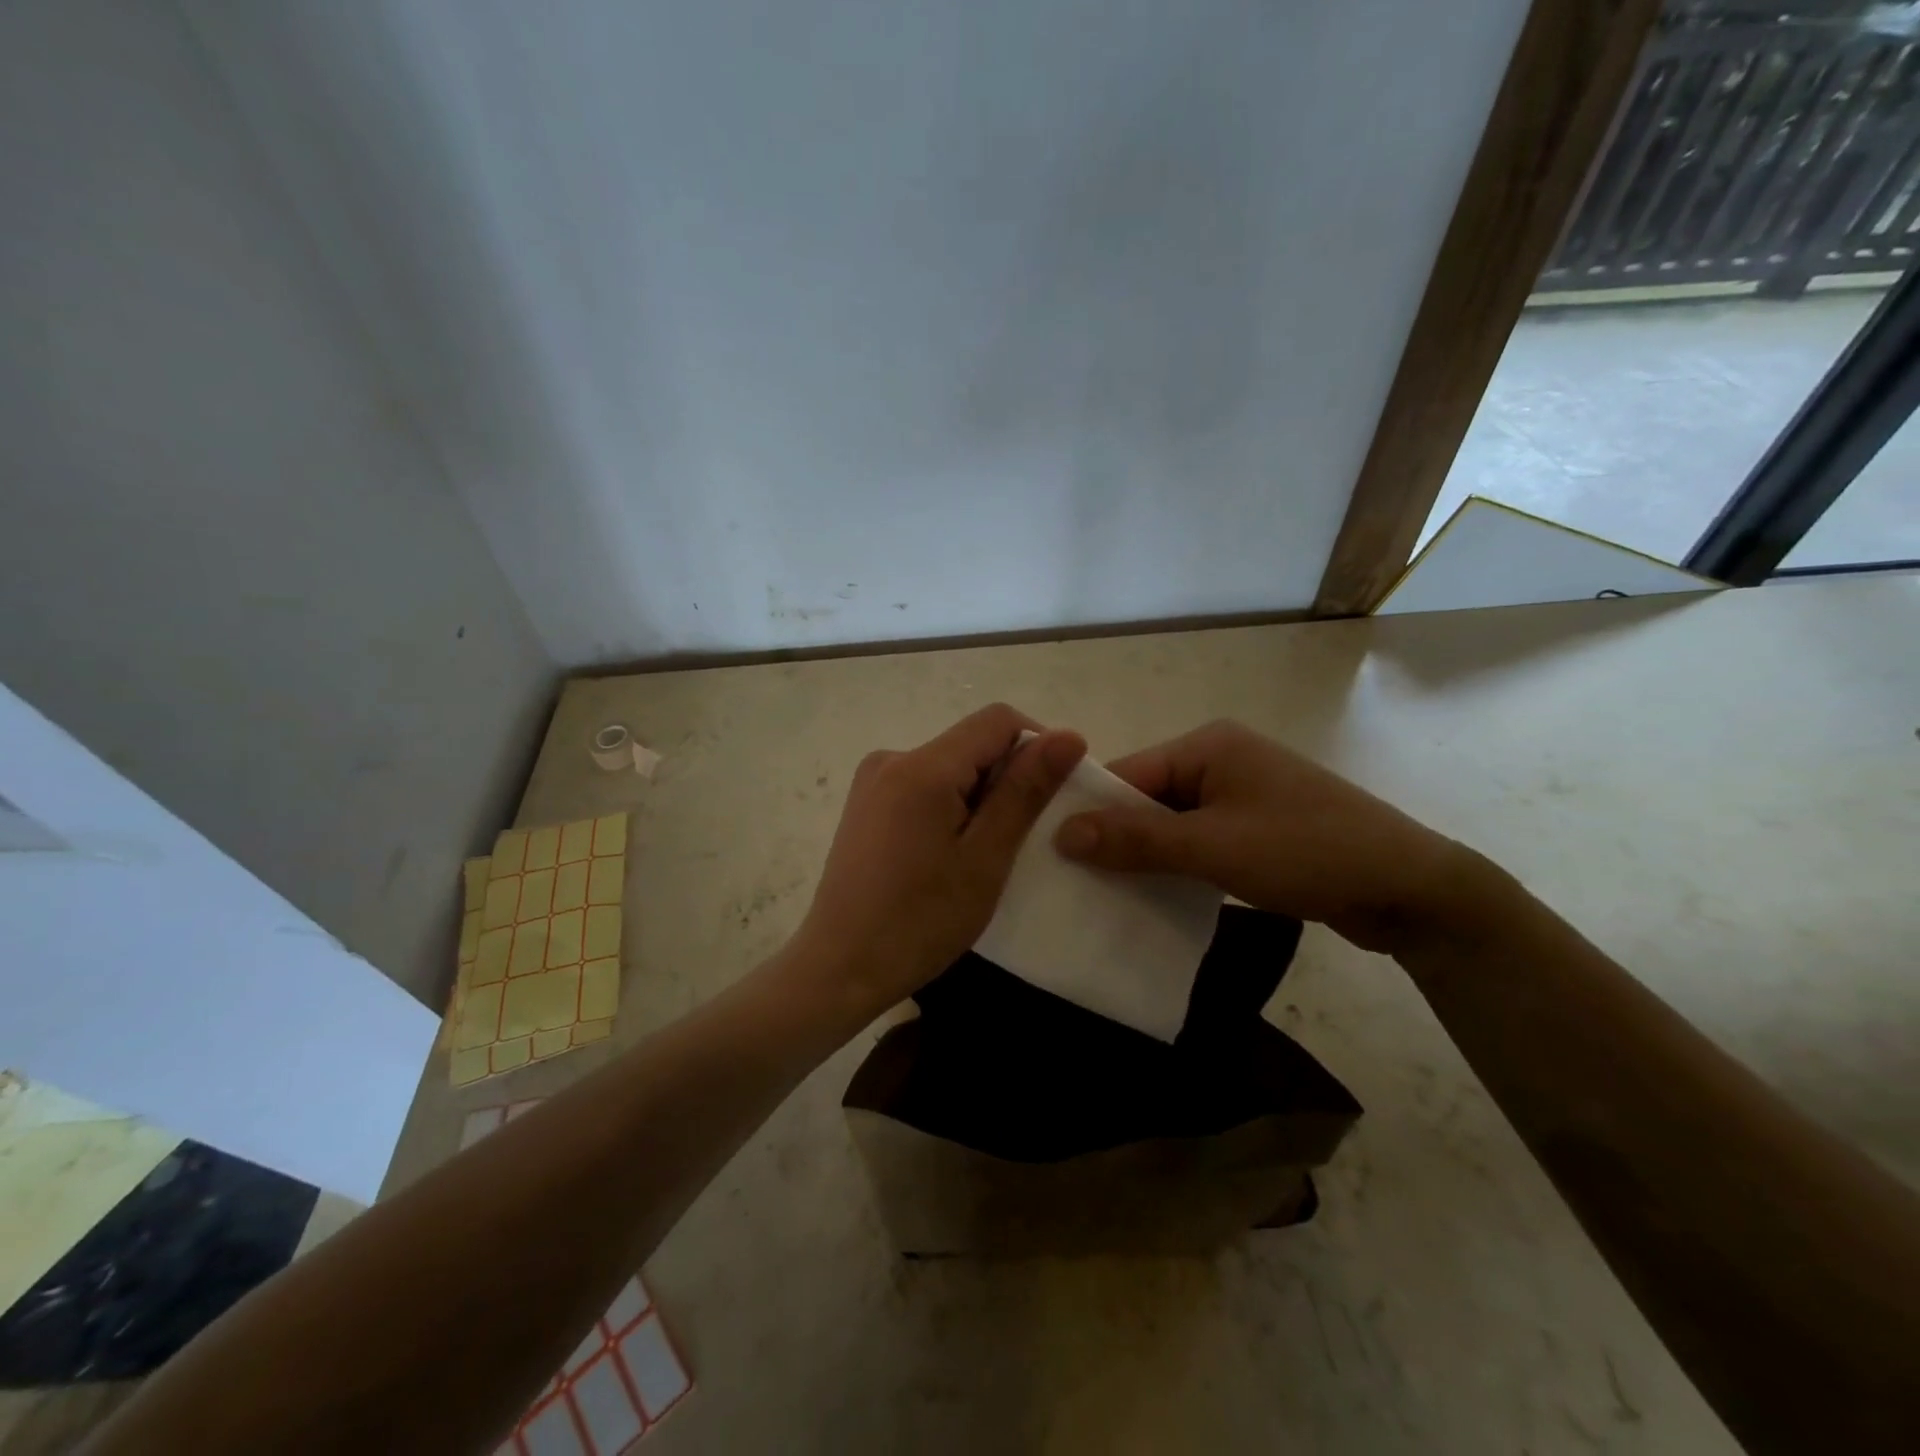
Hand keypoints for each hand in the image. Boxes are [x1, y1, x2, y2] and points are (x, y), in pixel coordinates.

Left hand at [791, 704, 1085, 1016]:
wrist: (840, 967)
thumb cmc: (920, 920)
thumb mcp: (985, 857)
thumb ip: (1025, 791)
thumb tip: (1068, 735)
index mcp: (922, 766)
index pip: (998, 721)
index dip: (1036, 747)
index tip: (1050, 798)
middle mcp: (891, 758)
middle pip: (971, 743)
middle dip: (1006, 779)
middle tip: (1015, 841)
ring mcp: (872, 781)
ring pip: (949, 767)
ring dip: (979, 797)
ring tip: (980, 855)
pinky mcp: (865, 804)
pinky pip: (924, 786)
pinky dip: (950, 807)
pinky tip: (946, 855)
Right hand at [1053, 719, 1480, 953]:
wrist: (1411, 889)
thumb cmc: (1306, 851)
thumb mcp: (1212, 847)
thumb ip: (1136, 839)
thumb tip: (1061, 833)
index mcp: (1208, 746)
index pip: (1128, 774)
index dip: (1089, 813)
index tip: (1051, 854)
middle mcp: (1221, 760)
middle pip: (1148, 799)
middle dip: (1116, 839)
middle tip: (1073, 883)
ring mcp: (1242, 795)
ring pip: (1172, 824)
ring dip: (1146, 856)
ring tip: (1104, 895)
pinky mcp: (1257, 829)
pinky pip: (1199, 842)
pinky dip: (1177, 866)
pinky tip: (1153, 897)